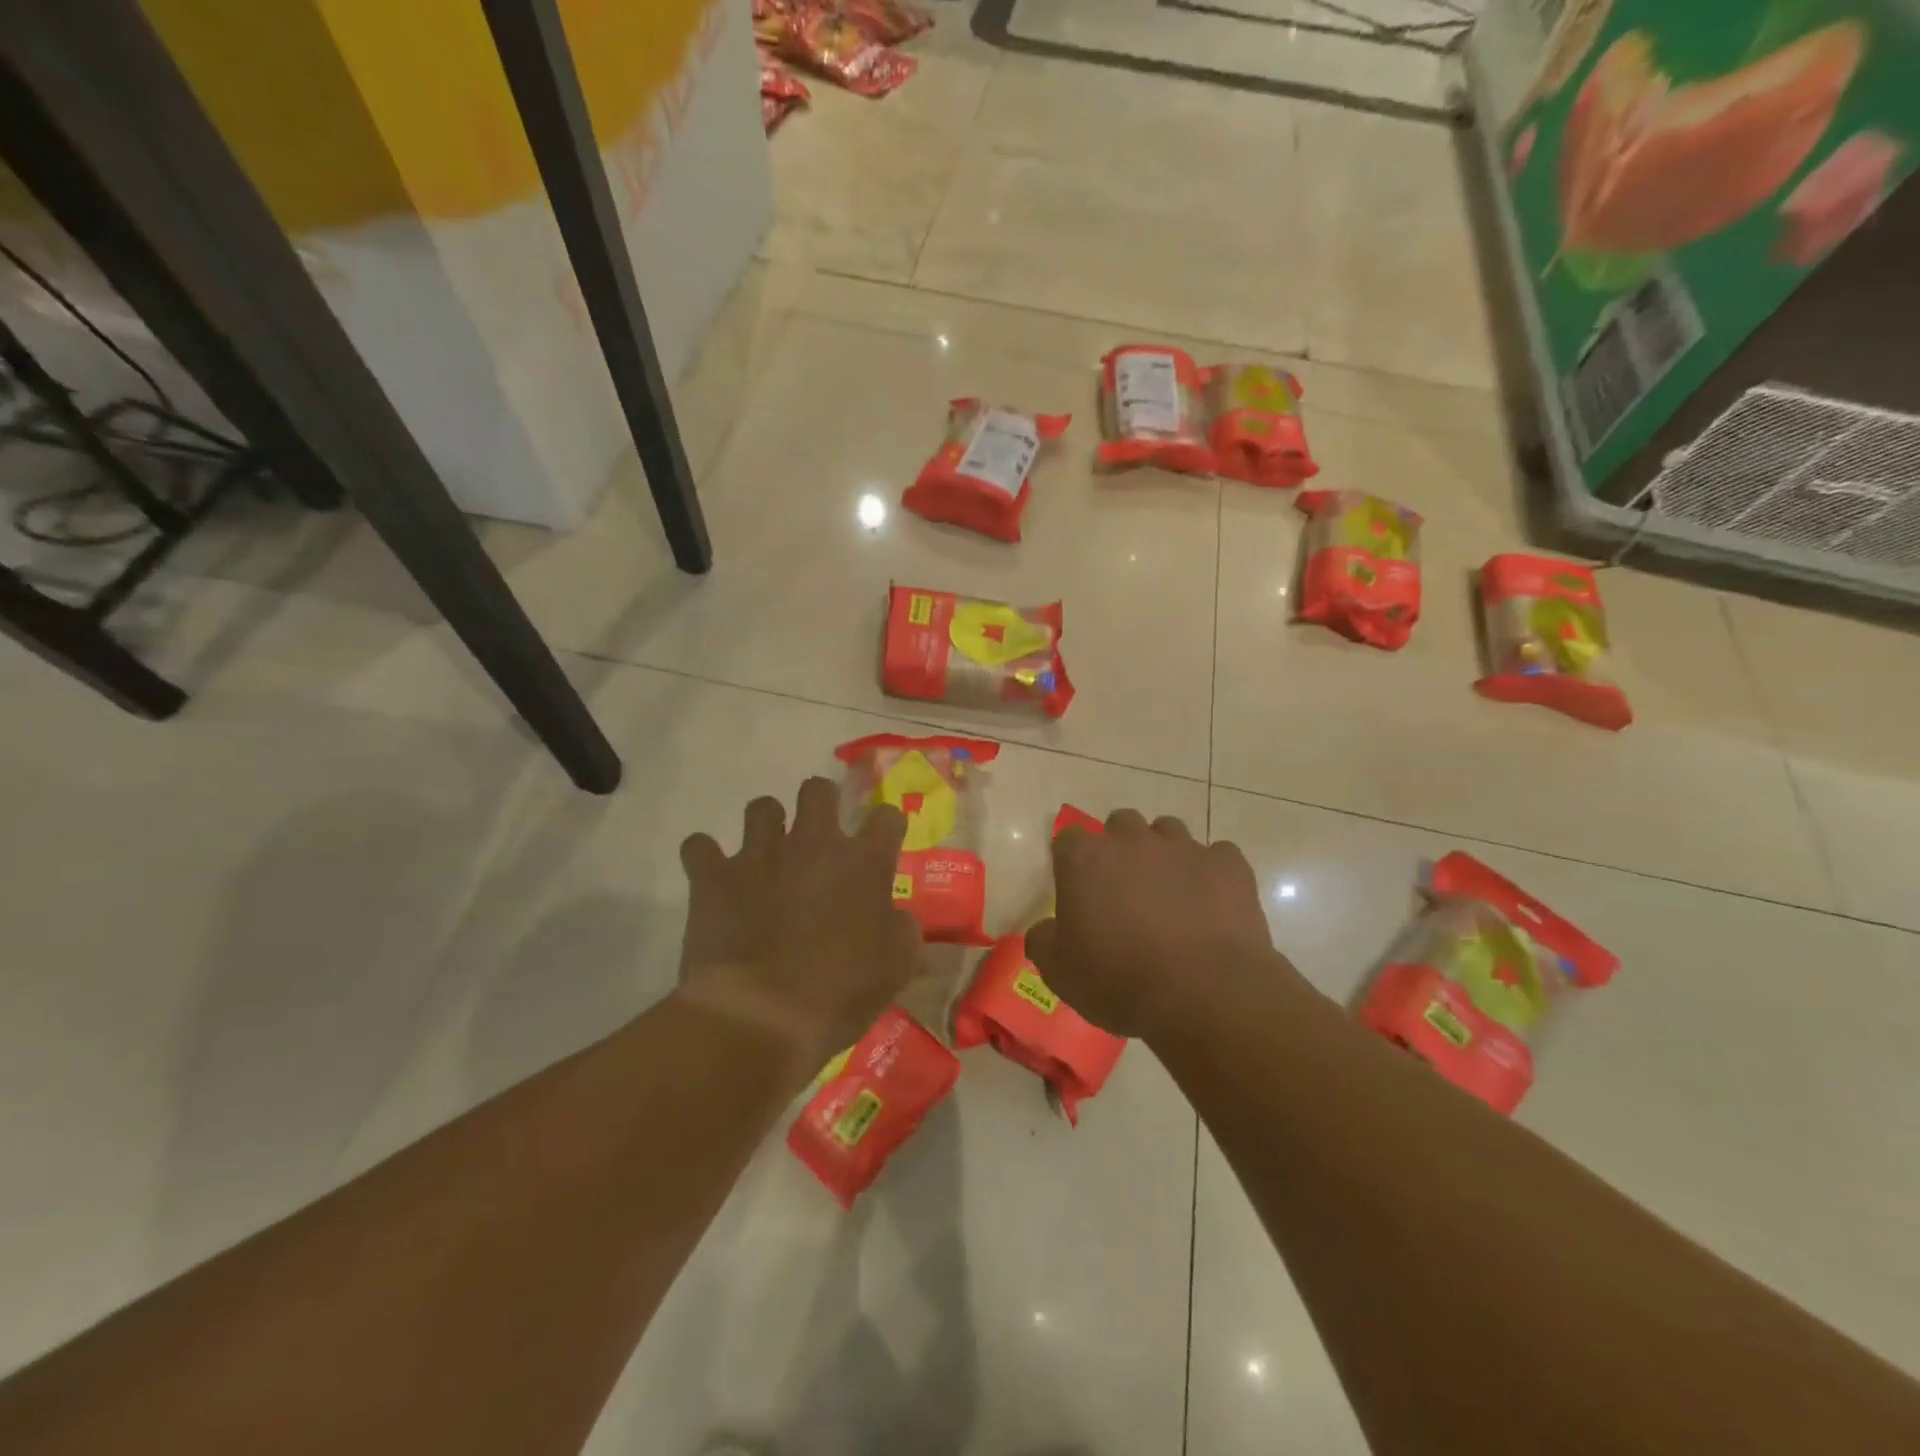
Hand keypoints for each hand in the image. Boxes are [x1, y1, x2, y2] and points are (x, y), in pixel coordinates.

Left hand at [676, 777, 920, 1076]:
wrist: (761, 1017)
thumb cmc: (840, 993)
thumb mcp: (896, 968)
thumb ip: (903, 931)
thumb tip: (900, 918)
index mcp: (864, 862)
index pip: (886, 816)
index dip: (886, 826)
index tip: (882, 843)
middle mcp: (814, 843)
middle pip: (818, 789)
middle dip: (821, 802)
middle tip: (820, 834)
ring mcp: (760, 854)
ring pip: (761, 807)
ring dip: (766, 825)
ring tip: (766, 854)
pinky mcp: (714, 875)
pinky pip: (699, 846)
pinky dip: (705, 858)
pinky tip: (713, 877)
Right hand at [1026, 809, 1285, 1040]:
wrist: (1205, 993)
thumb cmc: (1119, 981)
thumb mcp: (1060, 973)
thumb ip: (1044, 941)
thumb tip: (1045, 929)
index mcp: (1085, 859)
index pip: (1068, 838)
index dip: (1072, 861)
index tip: (1078, 889)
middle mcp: (1132, 840)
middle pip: (1121, 824)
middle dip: (1121, 848)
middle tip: (1124, 890)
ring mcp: (1184, 847)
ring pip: (1168, 831)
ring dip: (1164, 854)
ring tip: (1170, 894)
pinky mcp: (1229, 864)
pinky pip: (1217, 856)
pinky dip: (1211, 874)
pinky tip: (1212, 905)